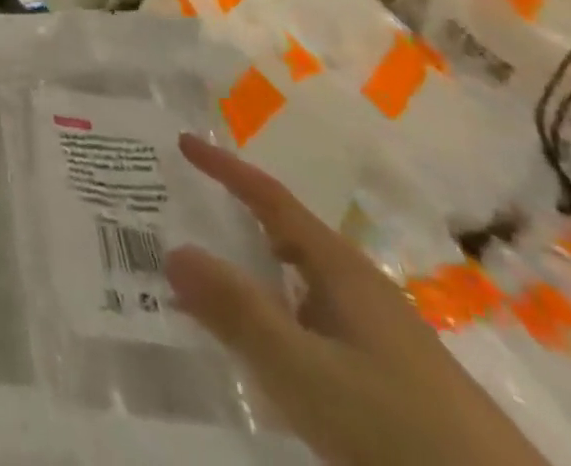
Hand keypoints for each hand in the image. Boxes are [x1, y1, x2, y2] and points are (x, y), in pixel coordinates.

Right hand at [166, 136, 547, 465]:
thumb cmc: (398, 427)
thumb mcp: (305, 371)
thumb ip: (238, 312)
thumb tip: (172, 249)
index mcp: (340, 268)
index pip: (271, 198)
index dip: (225, 168)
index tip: (183, 142)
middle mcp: (359, 289)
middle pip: (286, 235)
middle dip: (234, 217)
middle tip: (183, 209)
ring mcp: (378, 335)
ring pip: (299, 285)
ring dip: (253, 274)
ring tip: (205, 281)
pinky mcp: (389, 379)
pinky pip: (313, 325)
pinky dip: (276, 319)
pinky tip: (264, 355)